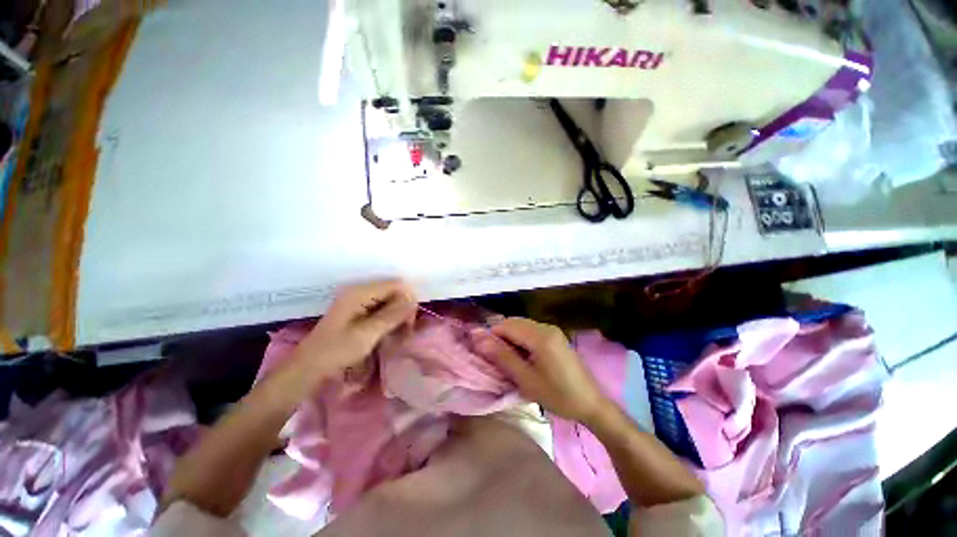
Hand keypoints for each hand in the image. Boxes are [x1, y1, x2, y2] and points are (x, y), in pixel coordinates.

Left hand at [293, 280, 417, 377]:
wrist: (309, 367)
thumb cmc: (337, 351)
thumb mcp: (367, 334)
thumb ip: (392, 315)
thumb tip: (414, 300)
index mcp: (360, 292)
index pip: (396, 284)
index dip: (408, 299)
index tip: (410, 321)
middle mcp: (360, 291)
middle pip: (394, 290)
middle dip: (404, 308)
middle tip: (406, 330)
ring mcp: (358, 300)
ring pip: (390, 299)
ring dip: (398, 315)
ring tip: (399, 334)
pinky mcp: (358, 309)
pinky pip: (382, 307)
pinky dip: (389, 319)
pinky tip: (389, 332)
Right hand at [472, 318, 610, 423]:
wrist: (591, 403)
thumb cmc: (558, 395)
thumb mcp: (526, 379)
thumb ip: (502, 356)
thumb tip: (479, 339)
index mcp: (540, 336)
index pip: (506, 325)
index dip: (492, 337)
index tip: (486, 355)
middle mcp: (546, 327)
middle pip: (514, 323)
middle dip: (501, 337)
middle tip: (497, 360)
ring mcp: (552, 330)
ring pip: (522, 326)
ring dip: (511, 339)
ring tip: (510, 361)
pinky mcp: (555, 336)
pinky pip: (531, 332)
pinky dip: (522, 340)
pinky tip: (523, 358)